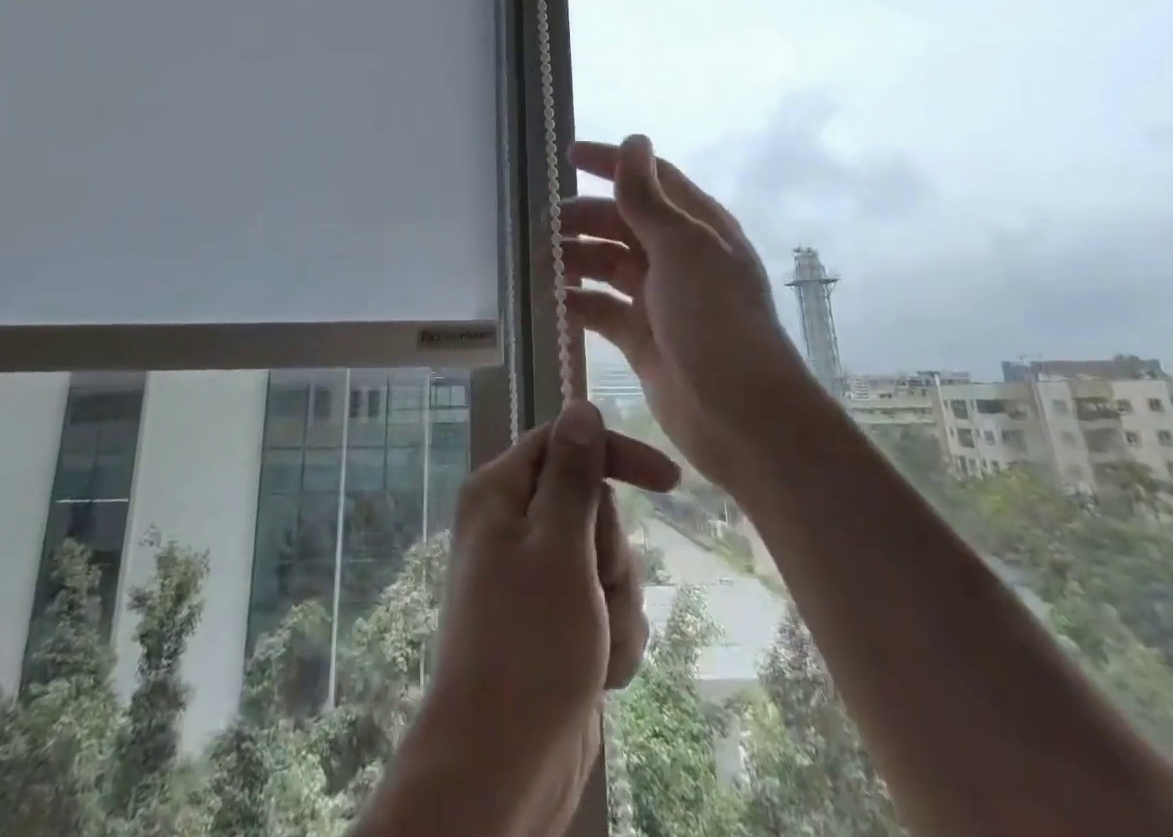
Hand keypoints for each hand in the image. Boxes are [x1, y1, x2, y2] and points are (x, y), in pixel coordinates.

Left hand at [418, 402, 679, 834]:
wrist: (503, 767)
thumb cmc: (527, 644)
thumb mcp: (558, 545)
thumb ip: (574, 473)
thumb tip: (581, 405)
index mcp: (501, 493)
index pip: (567, 442)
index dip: (615, 455)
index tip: (670, 482)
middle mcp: (516, 526)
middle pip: (594, 504)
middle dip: (611, 551)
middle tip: (593, 587)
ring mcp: (538, 577)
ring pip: (608, 559)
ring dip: (617, 602)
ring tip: (595, 641)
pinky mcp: (560, 622)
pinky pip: (607, 606)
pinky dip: (614, 637)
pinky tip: (601, 672)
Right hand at [563, 134, 817, 494]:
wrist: (741, 416)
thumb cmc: (715, 319)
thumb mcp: (681, 248)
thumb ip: (648, 198)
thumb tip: (633, 140)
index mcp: (696, 227)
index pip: (649, 179)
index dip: (610, 163)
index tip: (568, 156)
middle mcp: (678, 257)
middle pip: (622, 222)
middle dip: (583, 218)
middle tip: (544, 226)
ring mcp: (660, 299)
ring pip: (608, 265)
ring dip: (576, 259)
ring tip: (541, 265)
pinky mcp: (643, 338)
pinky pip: (603, 309)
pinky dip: (579, 302)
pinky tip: (555, 301)